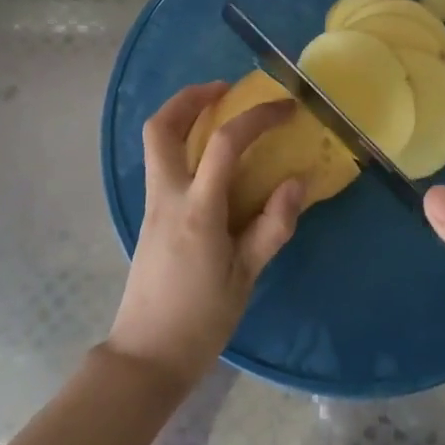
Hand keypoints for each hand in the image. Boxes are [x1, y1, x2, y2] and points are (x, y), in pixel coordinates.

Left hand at [106, 82, 304, 389]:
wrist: (147, 355)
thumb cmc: (201, 320)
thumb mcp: (247, 276)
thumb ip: (273, 226)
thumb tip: (297, 181)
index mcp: (198, 211)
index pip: (225, 144)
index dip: (257, 117)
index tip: (285, 108)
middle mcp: (168, 197)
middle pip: (162, 127)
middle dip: (191, 97)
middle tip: (226, 89)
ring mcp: (152, 204)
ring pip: (155, 142)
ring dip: (182, 114)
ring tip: (217, 110)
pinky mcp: (150, 215)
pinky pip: (161, 163)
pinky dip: (181, 141)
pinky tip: (209, 156)